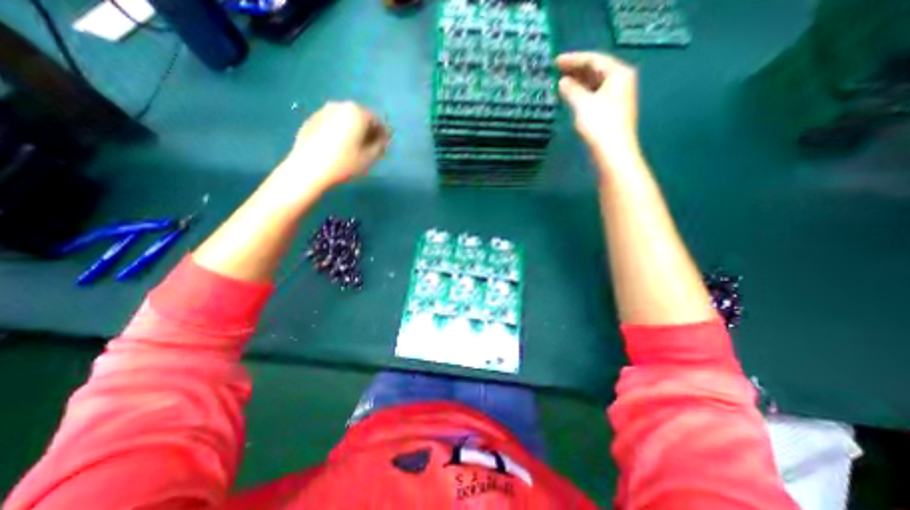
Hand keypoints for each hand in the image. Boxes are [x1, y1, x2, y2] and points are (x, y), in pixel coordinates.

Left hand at [279, 102, 389, 189]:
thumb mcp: (369, 157)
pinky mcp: (311, 120)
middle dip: (367, 131)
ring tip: (354, 148)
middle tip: (370, 147)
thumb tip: (383, 139)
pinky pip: (332, 123)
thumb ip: (380, 145)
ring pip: (345, 119)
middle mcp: (340, 106)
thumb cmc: (344, 163)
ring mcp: (323, 111)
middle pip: (360, 117)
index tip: (384, 147)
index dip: (383, 134)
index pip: (376, 120)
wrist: (309, 168)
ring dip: (353, 130)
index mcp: (356, 112)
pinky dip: (339, 131)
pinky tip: (338, 147)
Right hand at [555, 51, 638, 148]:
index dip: (573, 59)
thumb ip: (571, 90)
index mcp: (618, 74)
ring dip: (577, 83)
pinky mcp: (609, 111)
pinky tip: (569, 97)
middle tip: (555, 71)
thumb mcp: (583, 104)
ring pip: (594, 84)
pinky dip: (581, 94)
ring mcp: (615, 97)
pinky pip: (593, 95)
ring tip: (559, 83)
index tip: (555, 61)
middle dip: (575, 70)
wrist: (613, 153)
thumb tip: (562, 82)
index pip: (593, 59)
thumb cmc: (600, 125)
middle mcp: (619, 81)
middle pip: (595, 70)